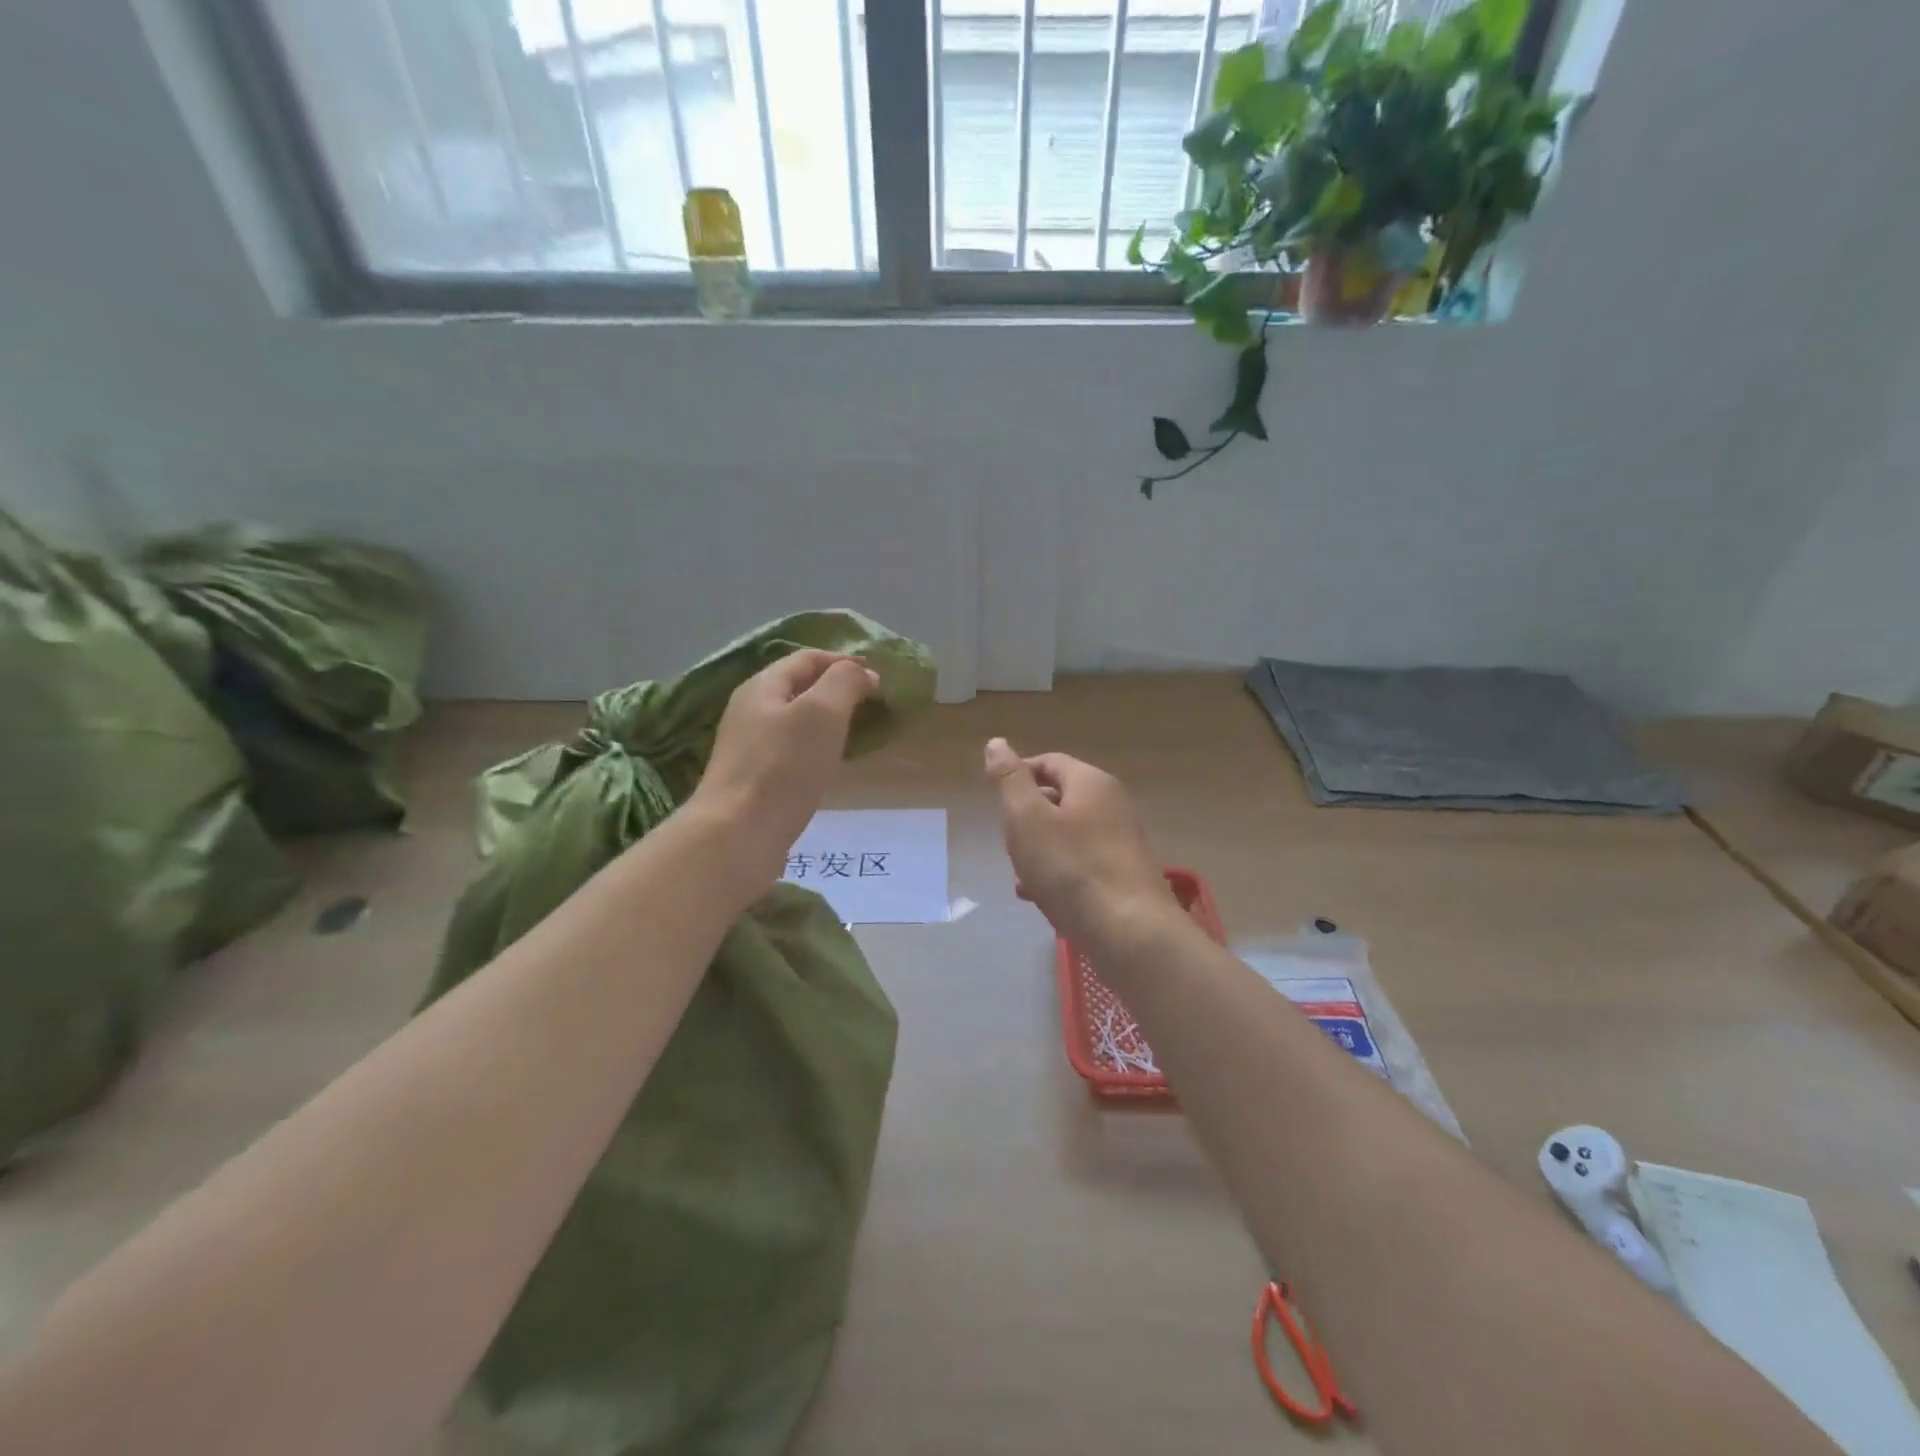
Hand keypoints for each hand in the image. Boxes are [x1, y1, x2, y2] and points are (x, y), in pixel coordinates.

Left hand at [691, 650, 877, 895]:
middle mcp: (749, 711)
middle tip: (870, 703)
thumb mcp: (822, 713)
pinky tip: (829, 765)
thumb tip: (862, 673)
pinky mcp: (752, 779)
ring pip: (794, 721)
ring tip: (856, 732)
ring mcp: (747, 747)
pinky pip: (790, 750)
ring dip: (826, 720)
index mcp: (762, 687)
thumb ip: (844, 682)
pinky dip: (815, 747)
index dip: (842, 661)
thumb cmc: (783, 767)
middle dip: (835, 689)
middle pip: (797, 687)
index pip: (806, 659)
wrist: (738, 834)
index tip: (876, 675)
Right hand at [984, 737, 1175, 946]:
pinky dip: (1058, 871)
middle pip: (1060, 798)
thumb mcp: (1027, 818)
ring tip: (1020, 874)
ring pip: (1069, 834)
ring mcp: (1122, 840)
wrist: (1129, 931)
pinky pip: (1082, 862)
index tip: (995, 798)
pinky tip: (1039, 896)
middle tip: (1008, 842)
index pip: (1049, 762)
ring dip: (1040, 849)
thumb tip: (997, 743)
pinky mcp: (1124, 874)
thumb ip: (1010, 780)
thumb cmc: (1071, 868)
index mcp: (1091, 782)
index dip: (1019, 774)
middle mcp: (1113, 804)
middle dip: (1028, 818)